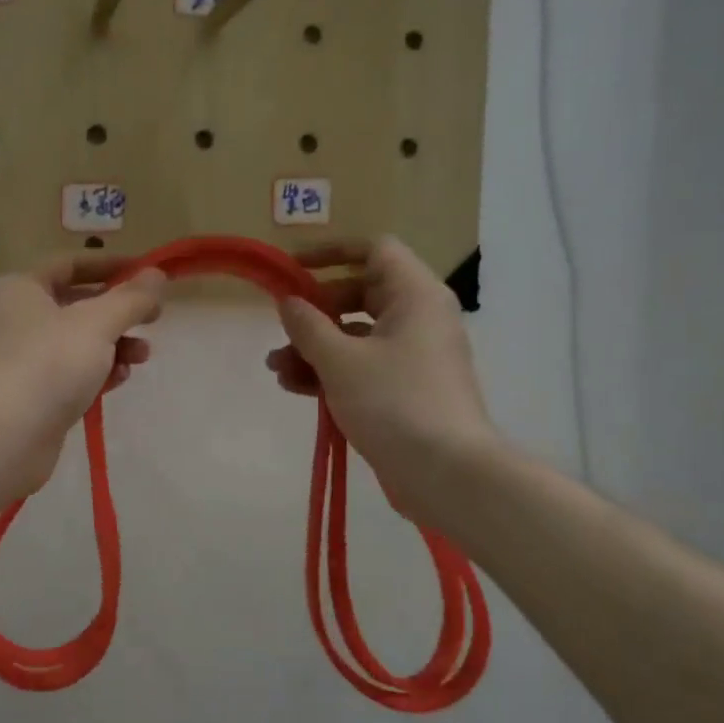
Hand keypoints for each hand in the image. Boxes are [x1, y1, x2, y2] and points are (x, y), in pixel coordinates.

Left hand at [0, 255, 165, 500]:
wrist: (6, 437)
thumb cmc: (48, 363)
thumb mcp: (97, 322)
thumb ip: (131, 298)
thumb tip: (157, 275)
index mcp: (19, 289)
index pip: (71, 265)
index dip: (113, 267)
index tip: (149, 275)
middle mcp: (15, 319)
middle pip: (77, 305)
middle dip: (118, 313)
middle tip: (154, 320)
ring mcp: (22, 359)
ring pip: (78, 342)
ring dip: (114, 346)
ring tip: (142, 357)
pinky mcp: (32, 395)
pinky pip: (71, 373)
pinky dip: (97, 373)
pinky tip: (119, 380)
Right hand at [266, 238, 499, 523]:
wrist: (446, 472)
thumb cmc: (394, 401)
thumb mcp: (339, 359)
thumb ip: (308, 325)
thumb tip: (289, 302)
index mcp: (414, 296)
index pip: (374, 250)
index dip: (331, 252)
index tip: (293, 268)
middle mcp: (418, 318)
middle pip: (359, 294)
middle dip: (315, 311)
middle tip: (283, 328)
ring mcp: (413, 355)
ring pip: (356, 334)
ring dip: (314, 347)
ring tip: (277, 369)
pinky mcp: (405, 388)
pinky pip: (362, 365)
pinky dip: (331, 371)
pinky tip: (295, 388)